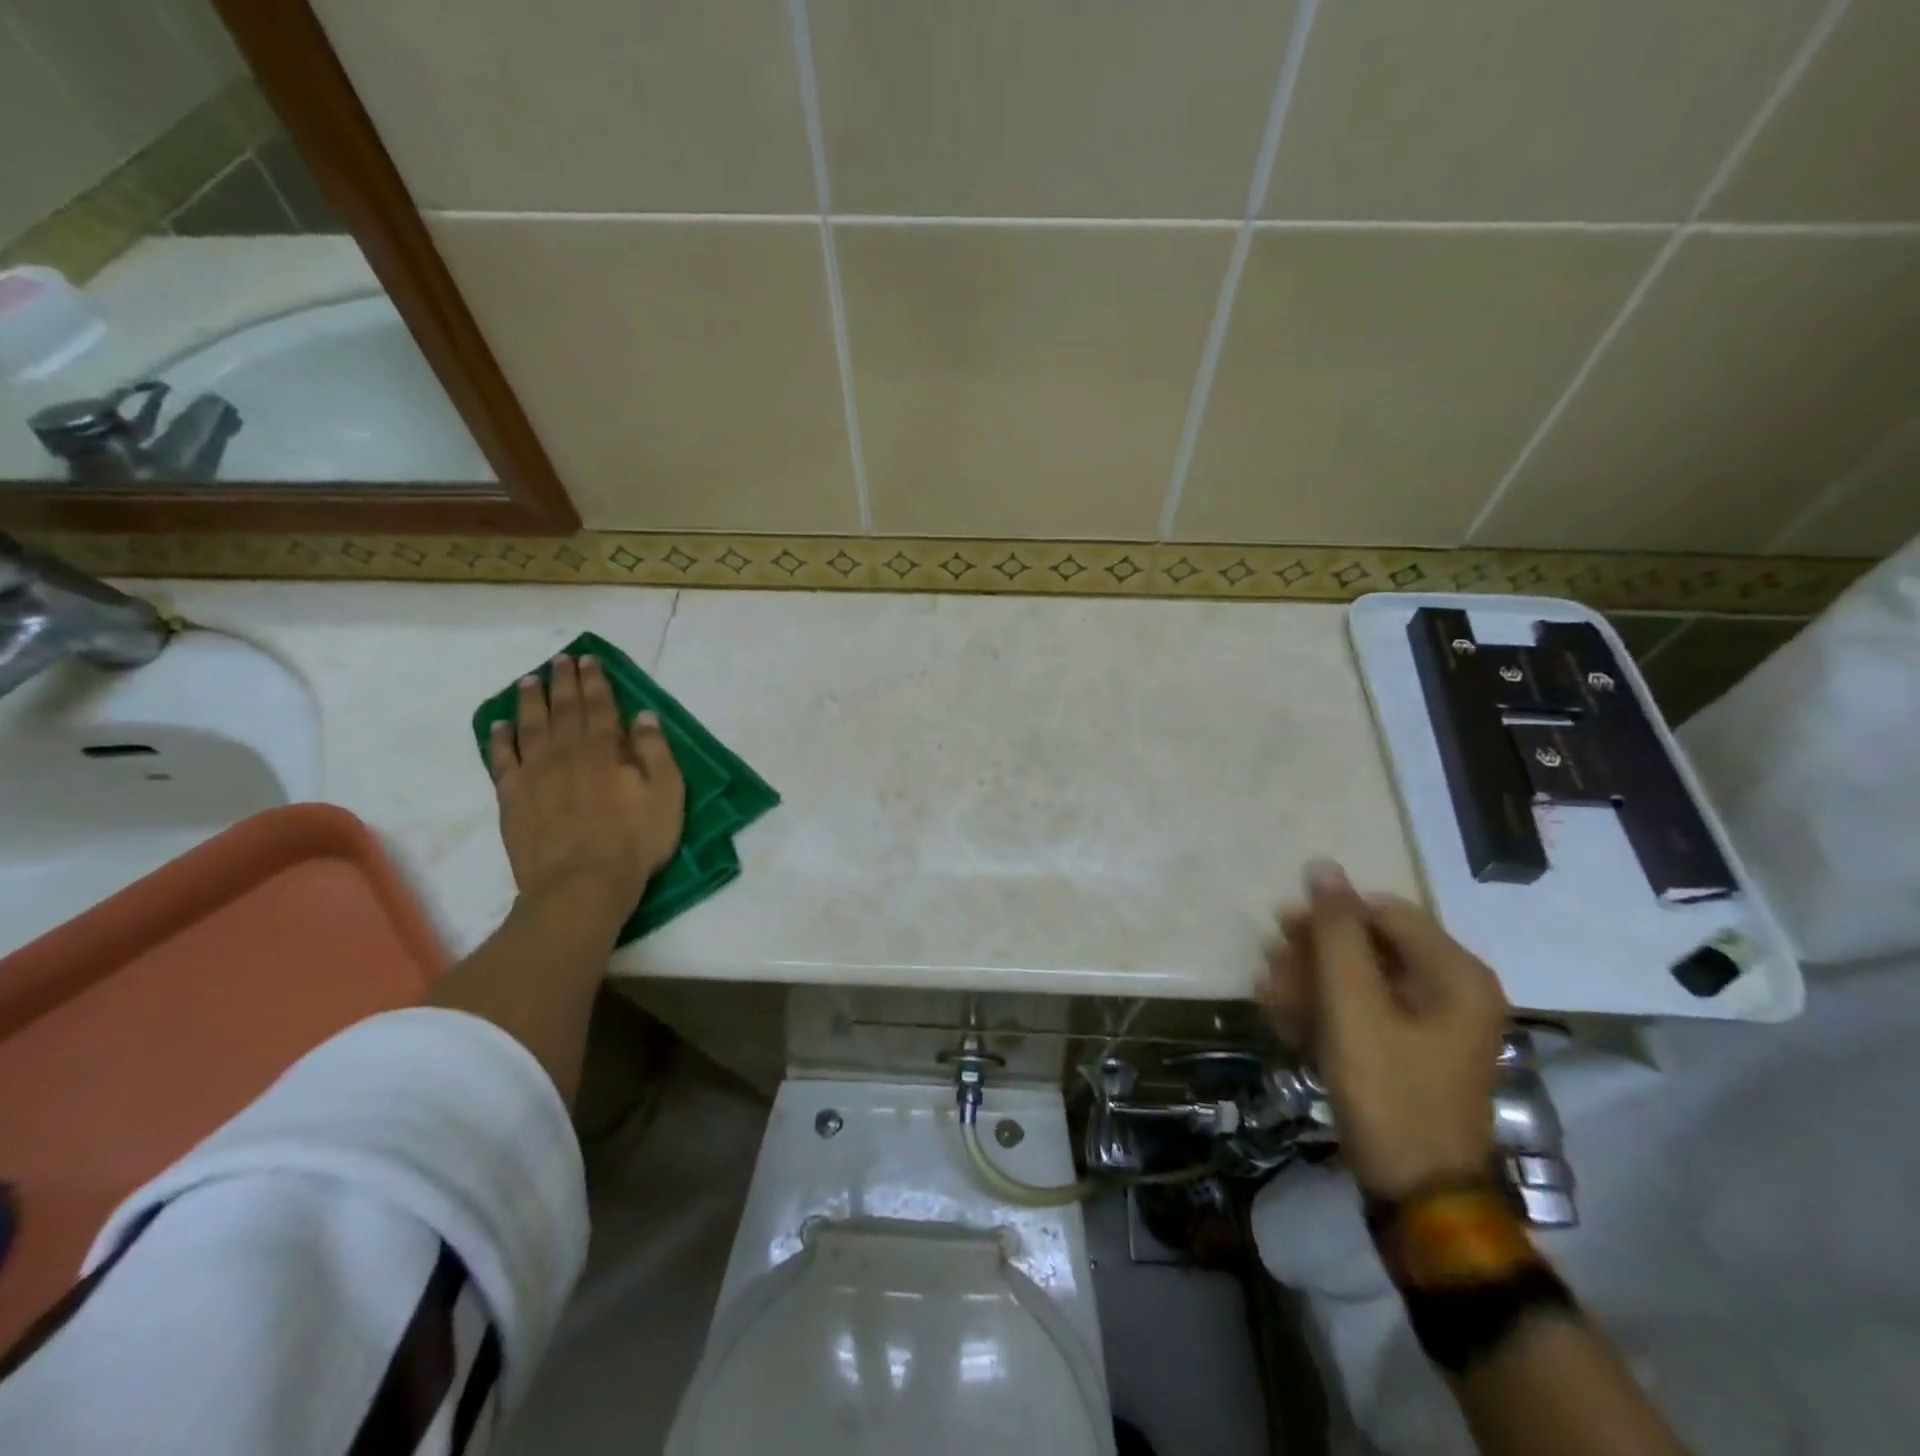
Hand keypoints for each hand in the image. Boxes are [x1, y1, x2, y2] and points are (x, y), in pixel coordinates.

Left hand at [486, 654, 684, 925]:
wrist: (581, 884)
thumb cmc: (634, 839)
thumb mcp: (666, 793)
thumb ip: (655, 751)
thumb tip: (644, 716)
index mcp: (604, 748)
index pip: (600, 704)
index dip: (595, 680)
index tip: (588, 659)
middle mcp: (566, 751)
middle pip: (564, 708)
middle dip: (563, 681)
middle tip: (560, 660)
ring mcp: (535, 774)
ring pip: (530, 727)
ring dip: (530, 701)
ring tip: (528, 682)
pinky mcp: (513, 798)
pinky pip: (502, 760)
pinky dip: (499, 740)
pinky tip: (498, 726)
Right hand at [1261, 860, 1507, 1199]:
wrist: (1415, 1193)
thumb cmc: (1387, 1090)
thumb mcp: (1353, 1006)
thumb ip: (1336, 933)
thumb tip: (1323, 866)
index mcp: (1455, 974)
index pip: (1384, 912)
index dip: (1330, 915)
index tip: (1281, 929)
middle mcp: (1450, 991)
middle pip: (1369, 946)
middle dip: (1313, 955)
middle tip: (1270, 967)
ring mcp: (1430, 1025)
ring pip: (1358, 981)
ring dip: (1309, 985)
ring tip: (1269, 1000)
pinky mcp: (1408, 1052)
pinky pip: (1362, 1013)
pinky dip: (1324, 1014)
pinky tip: (1287, 1026)